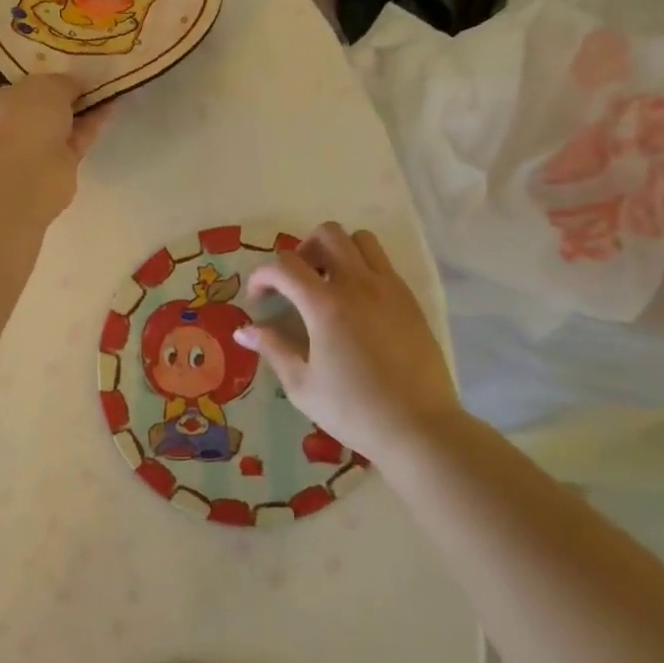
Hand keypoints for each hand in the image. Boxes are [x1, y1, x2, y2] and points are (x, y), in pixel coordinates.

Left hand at [0, 67, 110, 212]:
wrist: (28, 176)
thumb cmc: (22, 119)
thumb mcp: (46, 85)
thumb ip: (64, 81)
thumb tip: (76, 84)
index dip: (3, 64)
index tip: (28, 51)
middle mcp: (5, 122)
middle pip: (28, 99)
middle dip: (51, 84)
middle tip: (76, 63)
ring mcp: (31, 145)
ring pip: (57, 120)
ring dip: (78, 104)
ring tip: (102, 80)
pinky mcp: (56, 164)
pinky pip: (76, 137)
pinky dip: (92, 123)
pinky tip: (112, 104)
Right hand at [234, 222, 462, 462]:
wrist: (420, 427)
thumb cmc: (354, 410)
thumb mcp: (302, 385)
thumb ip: (273, 348)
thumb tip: (243, 330)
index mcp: (325, 304)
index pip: (284, 265)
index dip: (263, 275)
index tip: (258, 299)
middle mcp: (358, 284)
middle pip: (327, 234)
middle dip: (303, 250)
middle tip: (296, 282)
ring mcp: (388, 288)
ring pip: (360, 240)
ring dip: (338, 251)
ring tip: (328, 283)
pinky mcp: (410, 300)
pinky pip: (383, 263)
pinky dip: (363, 267)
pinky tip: (357, 303)